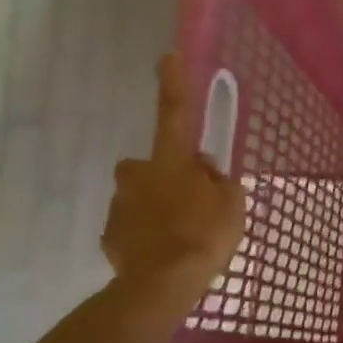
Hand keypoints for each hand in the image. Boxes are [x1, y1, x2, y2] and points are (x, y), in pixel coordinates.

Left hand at [102, 55, 246, 320]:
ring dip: (156, 208)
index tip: (166, 57)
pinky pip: (131, 228)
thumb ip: (218, 181)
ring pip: (140, 198)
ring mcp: (120, 206)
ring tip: (179, 236)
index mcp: (171, 162)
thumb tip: (205, 172)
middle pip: (149, 165)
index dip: (173, 85)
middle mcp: (138, 176)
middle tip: (190, 200)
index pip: (174, 114)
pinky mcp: (110, 236)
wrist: (162, 285)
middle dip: (164, 176)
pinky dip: (145, 236)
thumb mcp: (232, 204)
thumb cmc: (204, 236)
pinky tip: (162, 254)